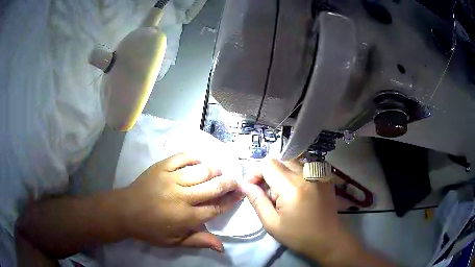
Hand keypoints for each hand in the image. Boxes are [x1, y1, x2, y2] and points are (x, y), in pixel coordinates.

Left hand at [122, 152, 242, 252]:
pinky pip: (182, 157)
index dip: (230, 200)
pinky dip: (195, 157)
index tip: (240, 194)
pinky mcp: (161, 167)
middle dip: (228, 183)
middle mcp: (182, 196)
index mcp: (186, 217)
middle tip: (235, 181)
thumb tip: (222, 246)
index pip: (216, 207)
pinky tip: (201, 160)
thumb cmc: (150, 229)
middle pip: (213, 187)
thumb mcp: (174, 242)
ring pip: (201, 171)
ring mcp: (171, 179)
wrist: (125, 210)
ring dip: (215, 170)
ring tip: (219, 171)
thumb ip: (199, 241)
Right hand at [240, 159, 360, 264]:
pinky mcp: (325, 176)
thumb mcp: (272, 224)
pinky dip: (295, 174)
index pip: (268, 164)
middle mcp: (307, 174)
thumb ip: (257, 201)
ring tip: (284, 193)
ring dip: (282, 173)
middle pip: (280, 160)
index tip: (253, 187)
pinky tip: (298, 191)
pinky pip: (305, 166)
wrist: (328, 239)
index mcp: (292, 187)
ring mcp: (318, 173)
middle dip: (268, 173)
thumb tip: (244, 184)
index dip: (256, 173)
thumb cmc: (298, 236)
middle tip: (268, 194)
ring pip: (292, 162)